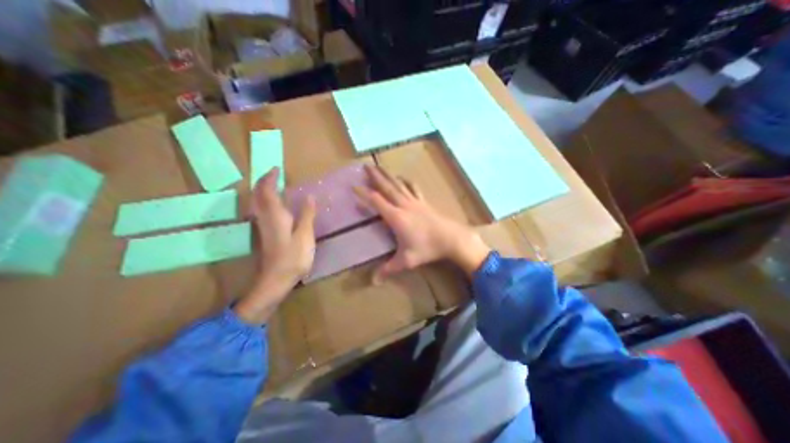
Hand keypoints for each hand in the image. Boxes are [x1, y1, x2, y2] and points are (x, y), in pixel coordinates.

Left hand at [235, 167, 316, 323]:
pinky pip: (261, 211)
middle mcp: (265, 218)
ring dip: (262, 191)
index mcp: (275, 216)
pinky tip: (275, 205)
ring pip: (256, 203)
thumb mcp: (305, 235)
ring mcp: (262, 227)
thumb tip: (309, 196)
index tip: (277, 168)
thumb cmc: (293, 258)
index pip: (267, 191)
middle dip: (263, 182)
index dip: (270, 178)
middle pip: (257, 195)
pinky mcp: (264, 234)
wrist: (276, 280)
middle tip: (274, 175)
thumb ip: (307, 215)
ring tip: (274, 185)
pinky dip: (265, 201)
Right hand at [353, 163, 487, 283]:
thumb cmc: (427, 248)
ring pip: (399, 185)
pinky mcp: (423, 202)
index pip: (376, 201)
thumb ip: (388, 269)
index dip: (364, 193)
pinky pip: (413, 188)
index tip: (353, 186)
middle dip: (375, 176)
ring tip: (381, 167)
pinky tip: (403, 178)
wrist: (451, 238)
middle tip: (366, 166)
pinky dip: (406, 181)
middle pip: (387, 187)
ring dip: (389, 175)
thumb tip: (373, 282)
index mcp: (396, 217)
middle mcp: (403, 205)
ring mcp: (415, 202)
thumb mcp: (406, 260)